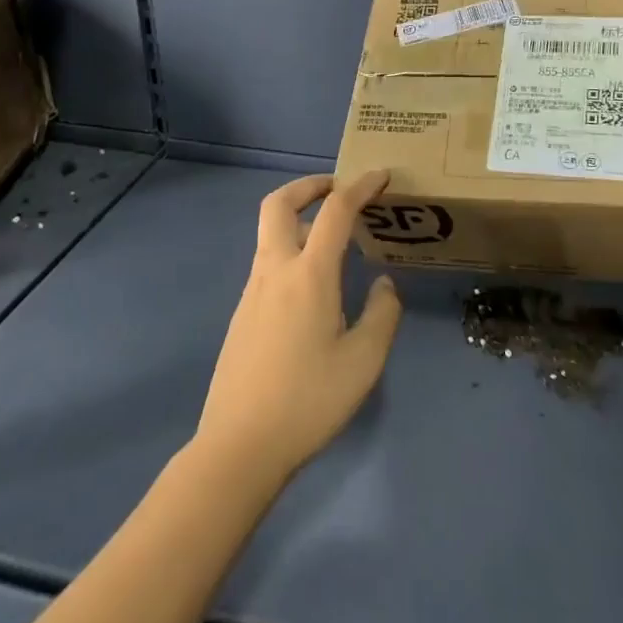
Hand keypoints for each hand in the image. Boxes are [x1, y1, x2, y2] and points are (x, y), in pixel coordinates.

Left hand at [195, 171, 402, 486]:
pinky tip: (313, 284)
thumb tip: (382, 285)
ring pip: (270, 233)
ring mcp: (253, 291)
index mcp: (309, 275)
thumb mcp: (364, 362)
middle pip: (279, 204)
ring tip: (333, 237)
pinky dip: (291, 249)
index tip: (381, 175)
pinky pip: (268, 262)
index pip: (335, 211)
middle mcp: (275, 271)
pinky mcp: (243, 313)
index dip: (360, 186)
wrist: (239, 446)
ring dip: (299, 218)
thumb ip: (382, 314)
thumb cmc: (308, 401)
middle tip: (337, 189)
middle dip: (309, 185)